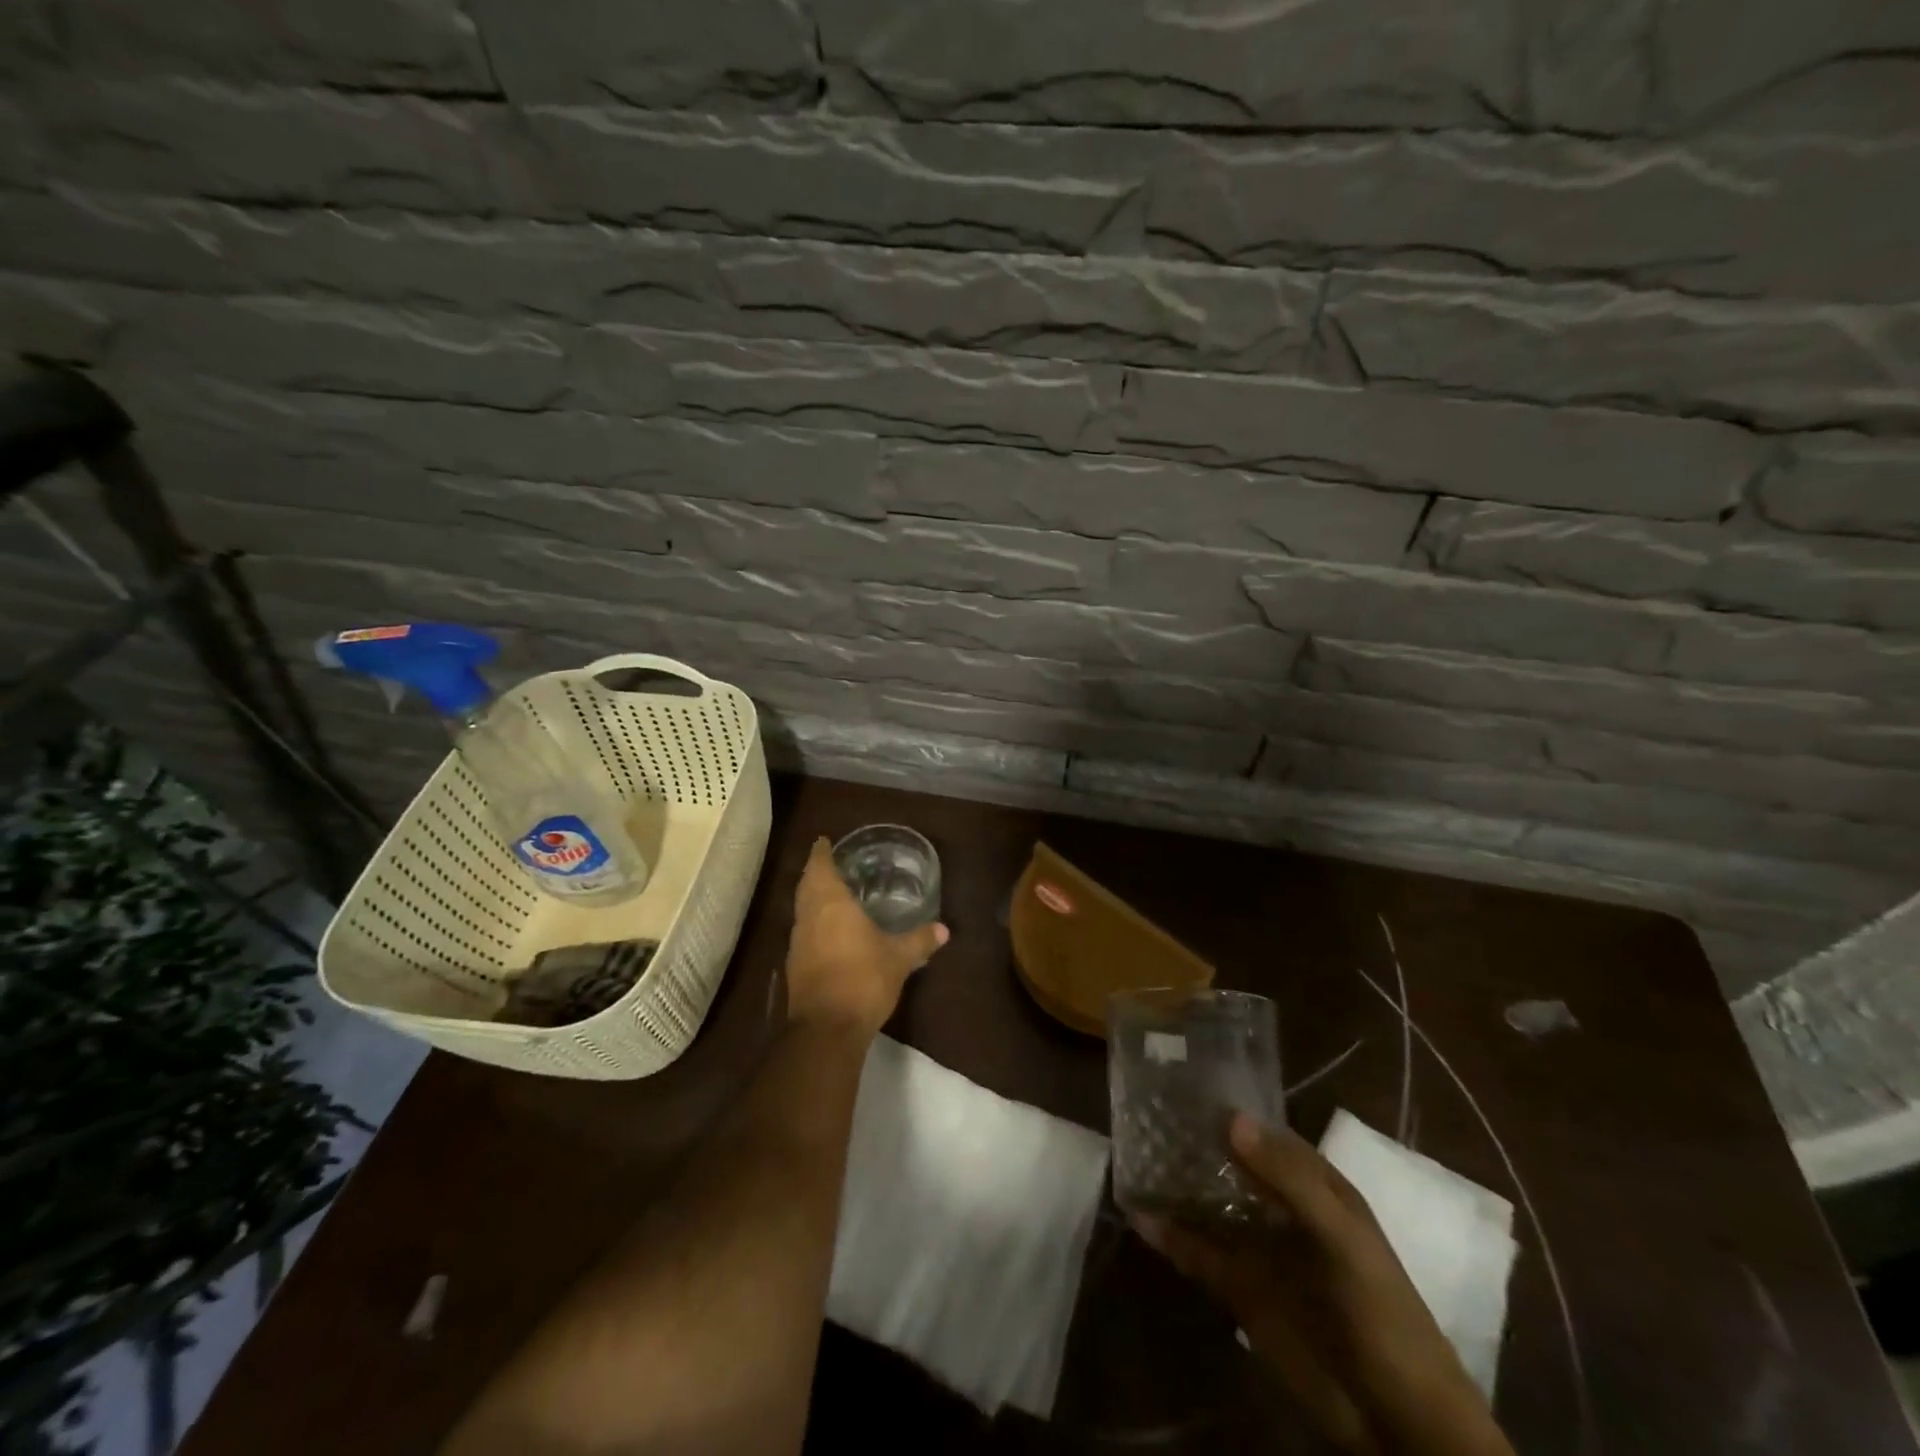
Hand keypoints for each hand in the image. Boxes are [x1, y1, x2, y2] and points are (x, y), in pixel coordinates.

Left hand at [782, 837, 948, 1036]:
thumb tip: (944, 929)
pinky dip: (813, 923)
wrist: (827, 1029)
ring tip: (829, 894)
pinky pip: (803, 933)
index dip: (821, 853)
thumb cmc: (863, 979)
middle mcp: (809, 917)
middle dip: (815, 873)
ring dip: (811, 898)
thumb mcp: (899, 958)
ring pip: (801, 910)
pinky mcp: (794, 966)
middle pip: (806, 886)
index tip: (823, 841)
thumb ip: (919, 940)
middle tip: (828, 863)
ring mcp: (797, 943)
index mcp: (831, 904)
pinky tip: (827, 932)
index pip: (820, 867)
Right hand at [1135, 1115, 1514, 1455]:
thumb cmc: (1381, 1313)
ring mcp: (1260, 1249)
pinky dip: (1169, 1235)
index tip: (1180, 1087)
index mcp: (1314, 1186)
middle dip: (1192, 1144)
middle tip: (1142, 1116)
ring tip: (1131, 1158)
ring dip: (1176, 1186)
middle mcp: (1282, 1209)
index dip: (1228, 1111)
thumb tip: (1231, 1118)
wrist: (1397, 1421)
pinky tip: (1137, 1216)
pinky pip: (1198, 1253)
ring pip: (1209, 1206)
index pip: (1264, 1134)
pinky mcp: (1241, 1289)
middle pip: (1230, 1166)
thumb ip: (1290, 1178)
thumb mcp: (1342, 1238)